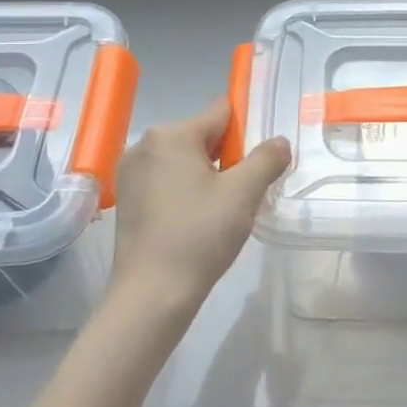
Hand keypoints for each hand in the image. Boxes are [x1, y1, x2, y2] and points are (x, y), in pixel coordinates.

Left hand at [109, 99, 290, 320]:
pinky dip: (185, 190)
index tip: (261, 157)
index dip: (247, 130)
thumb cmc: (199, 235)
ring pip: (183, 160)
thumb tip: (279, 141)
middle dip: (227, 156)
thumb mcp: (243, 194)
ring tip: (224, 209)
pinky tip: (198, 220)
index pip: (220, 113)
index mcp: (171, 135)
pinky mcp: (126, 199)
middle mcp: (145, 145)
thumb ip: (266, 159)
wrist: (152, 294)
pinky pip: (166, 180)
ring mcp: (130, 173)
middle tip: (245, 190)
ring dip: (207, 175)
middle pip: (201, 136)